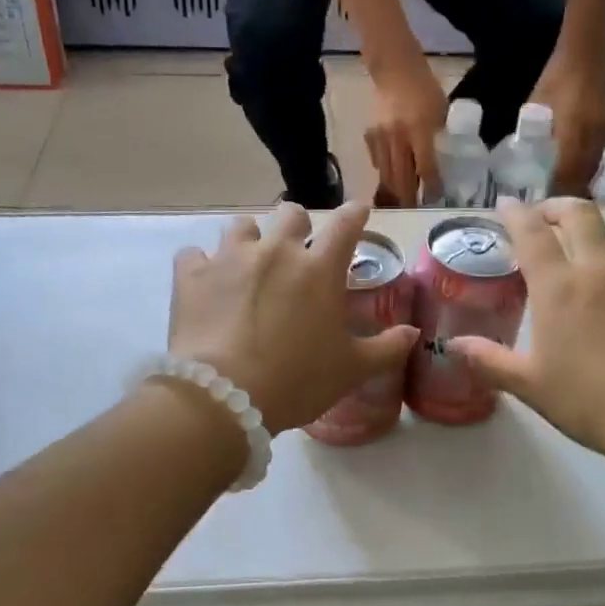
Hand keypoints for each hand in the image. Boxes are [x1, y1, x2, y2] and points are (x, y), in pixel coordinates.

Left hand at [167, 201, 418, 433]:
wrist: (225, 396)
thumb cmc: (297, 381)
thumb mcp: (351, 370)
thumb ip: (387, 347)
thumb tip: (413, 332)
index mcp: (319, 269)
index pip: (346, 224)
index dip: (355, 213)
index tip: (358, 210)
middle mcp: (276, 251)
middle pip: (290, 214)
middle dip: (298, 226)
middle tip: (297, 248)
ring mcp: (230, 258)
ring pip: (241, 226)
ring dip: (249, 240)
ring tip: (247, 264)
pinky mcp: (191, 275)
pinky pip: (193, 254)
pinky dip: (201, 265)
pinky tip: (204, 283)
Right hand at [363, 55, 446, 205]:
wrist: (394, 69)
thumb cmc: (424, 87)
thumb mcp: (440, 110)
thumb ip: (440, 135)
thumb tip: (442, 159)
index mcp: (419, 131)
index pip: (426, 168)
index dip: (431, 186)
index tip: (435, 199)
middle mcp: (398, 139)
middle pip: (402, 178)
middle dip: (408, 198)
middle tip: (414, 211)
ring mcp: (381, 139)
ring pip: (386, 175)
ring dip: (394, 191)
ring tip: (401, 204)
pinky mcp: (370, 136)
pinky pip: (377, 162)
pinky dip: (384, 173)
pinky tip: (389, 179)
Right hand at [449, 198, 604, 455]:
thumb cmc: (590, 401)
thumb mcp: (529, 385)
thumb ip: (488, 360)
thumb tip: (453, 345)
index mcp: (560, 287)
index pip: (532, 233)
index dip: (515, 213)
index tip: (506, 204)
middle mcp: (602, 270)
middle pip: (580, 215)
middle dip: (557, 207)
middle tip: (545, 216)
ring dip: (595, 235)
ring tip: (586, 253)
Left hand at [529, 49, 604, 196]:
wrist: (585, 55)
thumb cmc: (555, 80)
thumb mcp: (535, 110)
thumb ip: (531, 138)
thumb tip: (522, 161)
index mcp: (572, 138)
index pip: (565, 177)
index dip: (554, 194)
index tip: (541, 206)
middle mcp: (591, 142)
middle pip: (581, 179)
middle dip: (566, 194)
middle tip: (549, 203)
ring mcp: (603, 137)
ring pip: (591, 170)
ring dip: (577, 183)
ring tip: (559, 193)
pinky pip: (596, 159)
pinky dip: (585, 169)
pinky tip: (573, 173)